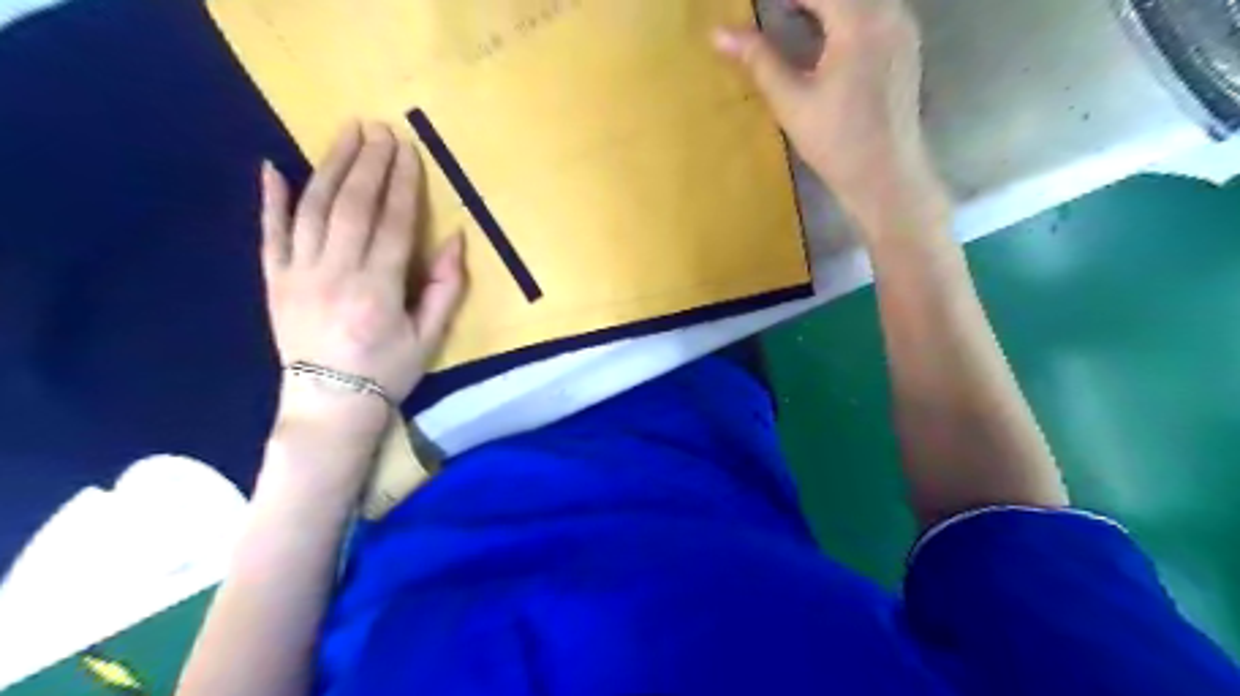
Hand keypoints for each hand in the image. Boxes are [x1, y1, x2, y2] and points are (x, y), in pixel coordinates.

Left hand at [259, 119, 467, 439]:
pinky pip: (269, 234)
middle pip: (352, 206)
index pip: (392, 223)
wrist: (329, 405)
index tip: (408, 149)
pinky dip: (270, 200)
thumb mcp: (430, 337)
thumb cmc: (388, 372)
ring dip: (330, 167)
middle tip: (380, 129)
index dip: (402, 183)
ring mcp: (298, 274)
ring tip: (346, 134)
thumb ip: (444, 288)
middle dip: (368, 164)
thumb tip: (456, 239)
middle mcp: (335, 273)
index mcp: (377, 290)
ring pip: (313, 209)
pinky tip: (272, 167)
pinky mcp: (274, 281)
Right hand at [712, 0, 946, 230]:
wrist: (884, 174)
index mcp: (859, 21)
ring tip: (788, 17)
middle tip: (772, 12)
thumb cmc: (835, 142)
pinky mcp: (905, 44)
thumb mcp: (791, 101)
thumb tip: (718, 34)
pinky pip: (872, 9)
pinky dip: (842, 14)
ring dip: (821, 6)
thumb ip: (758, 61)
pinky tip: (820, 33)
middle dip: (802, 1)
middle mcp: (889, 12)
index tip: (754, 4)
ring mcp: (902, 26)